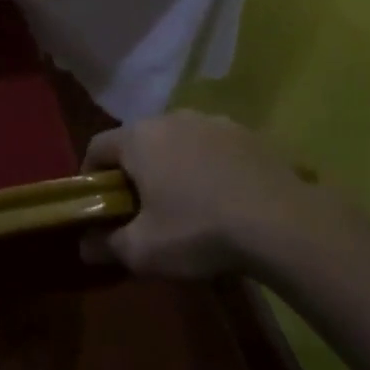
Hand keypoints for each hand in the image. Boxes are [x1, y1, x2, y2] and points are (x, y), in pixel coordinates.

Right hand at [80, 111, 346, 280]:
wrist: (284, 224)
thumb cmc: (199, 230)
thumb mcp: (144, 251)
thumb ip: (108, 245)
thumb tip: (84, 246)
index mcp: (137, 138)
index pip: (97, 146)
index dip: (91, 175)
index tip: (99, 204)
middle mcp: (170, 118)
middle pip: (138, 141)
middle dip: (135, 170)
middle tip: (143, 207)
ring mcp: (212, 121)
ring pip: (178, 141)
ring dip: (174, 165)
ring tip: (188, 203)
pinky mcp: (248, 133)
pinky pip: (214, 148)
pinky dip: (210, 167)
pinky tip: (225, 199)